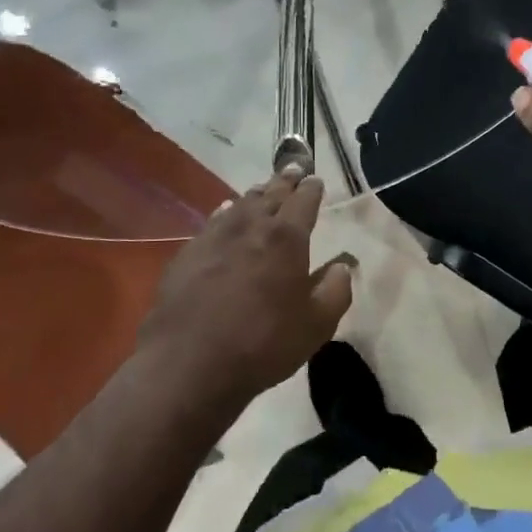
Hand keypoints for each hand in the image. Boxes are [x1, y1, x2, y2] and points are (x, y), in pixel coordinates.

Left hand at [137, 168, 353, 404]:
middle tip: (293, 168)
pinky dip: (225, 212)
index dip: (311, 190)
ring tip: (263, 188)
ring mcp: (214, 237)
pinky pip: (213, 222)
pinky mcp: (187, 254)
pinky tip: (224, 212)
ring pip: (239, 204)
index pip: (303, 202)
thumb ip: (335, 290)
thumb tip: (344, 265)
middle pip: (270, 195)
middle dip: (284, 181)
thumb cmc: (263, 344)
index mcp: (286, 239)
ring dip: (255, 194)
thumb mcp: (315, 325)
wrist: (189, 362)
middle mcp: (250, 227)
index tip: (315, 180)